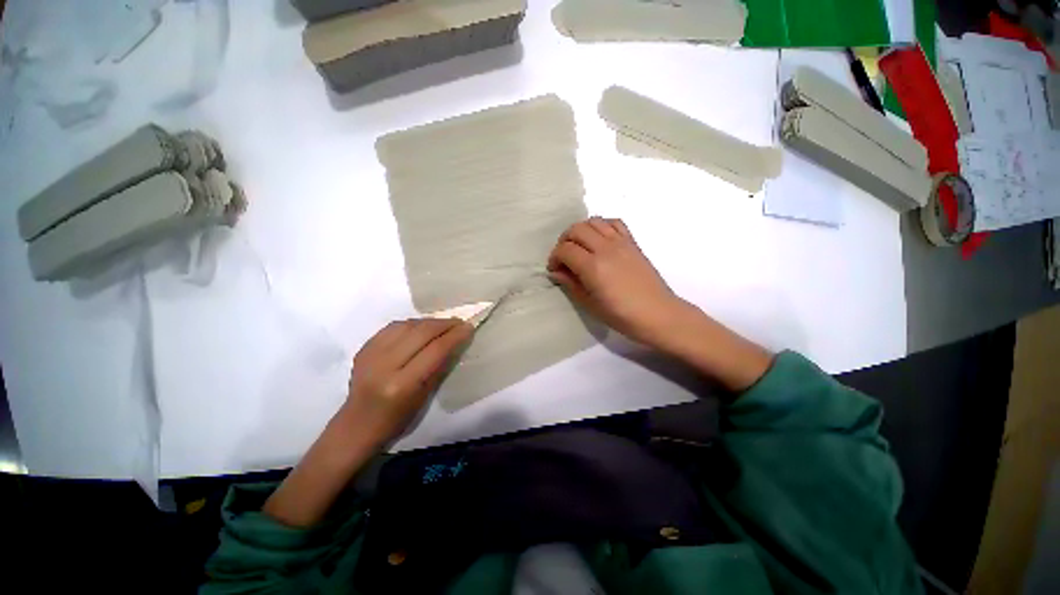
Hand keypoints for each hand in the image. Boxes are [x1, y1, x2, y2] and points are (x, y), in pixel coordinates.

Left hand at [264, 318, 471, 526]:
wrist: (356, 425)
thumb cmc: (396, 420)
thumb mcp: (424, 397)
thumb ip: (439, 366)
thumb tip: (456, 342)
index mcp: (402, 384)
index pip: (435, 350)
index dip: (454, 336)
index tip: (469, 327)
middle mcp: (384, 365)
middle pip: (420, 333)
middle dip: (444, 324)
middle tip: (459, 323)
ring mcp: (370, 354)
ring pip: (407, 325)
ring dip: (429, 322)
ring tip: (442, 325)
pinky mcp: (364, 348)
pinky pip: (393, 327)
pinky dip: (411, 324)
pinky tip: (420, 328)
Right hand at [547, 217, 691, 349]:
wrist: (658, 314)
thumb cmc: (622, 315)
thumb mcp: (590, 305)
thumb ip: (571, 284)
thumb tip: (556, 272)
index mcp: (593, 267)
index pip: (565, 249)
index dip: (554, 257)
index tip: (555, 269)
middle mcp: (605, 249)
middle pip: (576, 229)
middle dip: (564, 241)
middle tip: (564, 257)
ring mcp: (621, 243)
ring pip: (594, 221)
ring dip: (581, 231)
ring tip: (580, 247)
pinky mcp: (632, 242)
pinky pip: (614, 223)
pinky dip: (602, 226)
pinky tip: (600, 240)